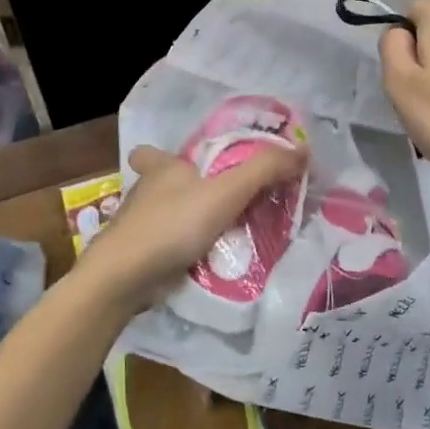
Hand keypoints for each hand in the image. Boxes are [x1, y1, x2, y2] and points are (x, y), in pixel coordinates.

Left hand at [79, 142, 307, 311]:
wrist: (125, 278)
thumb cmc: (173, 223)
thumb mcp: (227, 191)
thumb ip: (265, 170)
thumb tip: (303, 150)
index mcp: (161, 169)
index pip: (152, 153)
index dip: (163, 156)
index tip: (184, 165)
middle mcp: (146, 194)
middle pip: (163, 187)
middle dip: (185, 192)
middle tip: (221, 202)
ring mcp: (139, 228)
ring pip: (166, 219)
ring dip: (188, 224)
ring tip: (225, 233)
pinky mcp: (141, 258)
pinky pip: (169, 249)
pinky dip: (186, 253)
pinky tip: (209, 262)